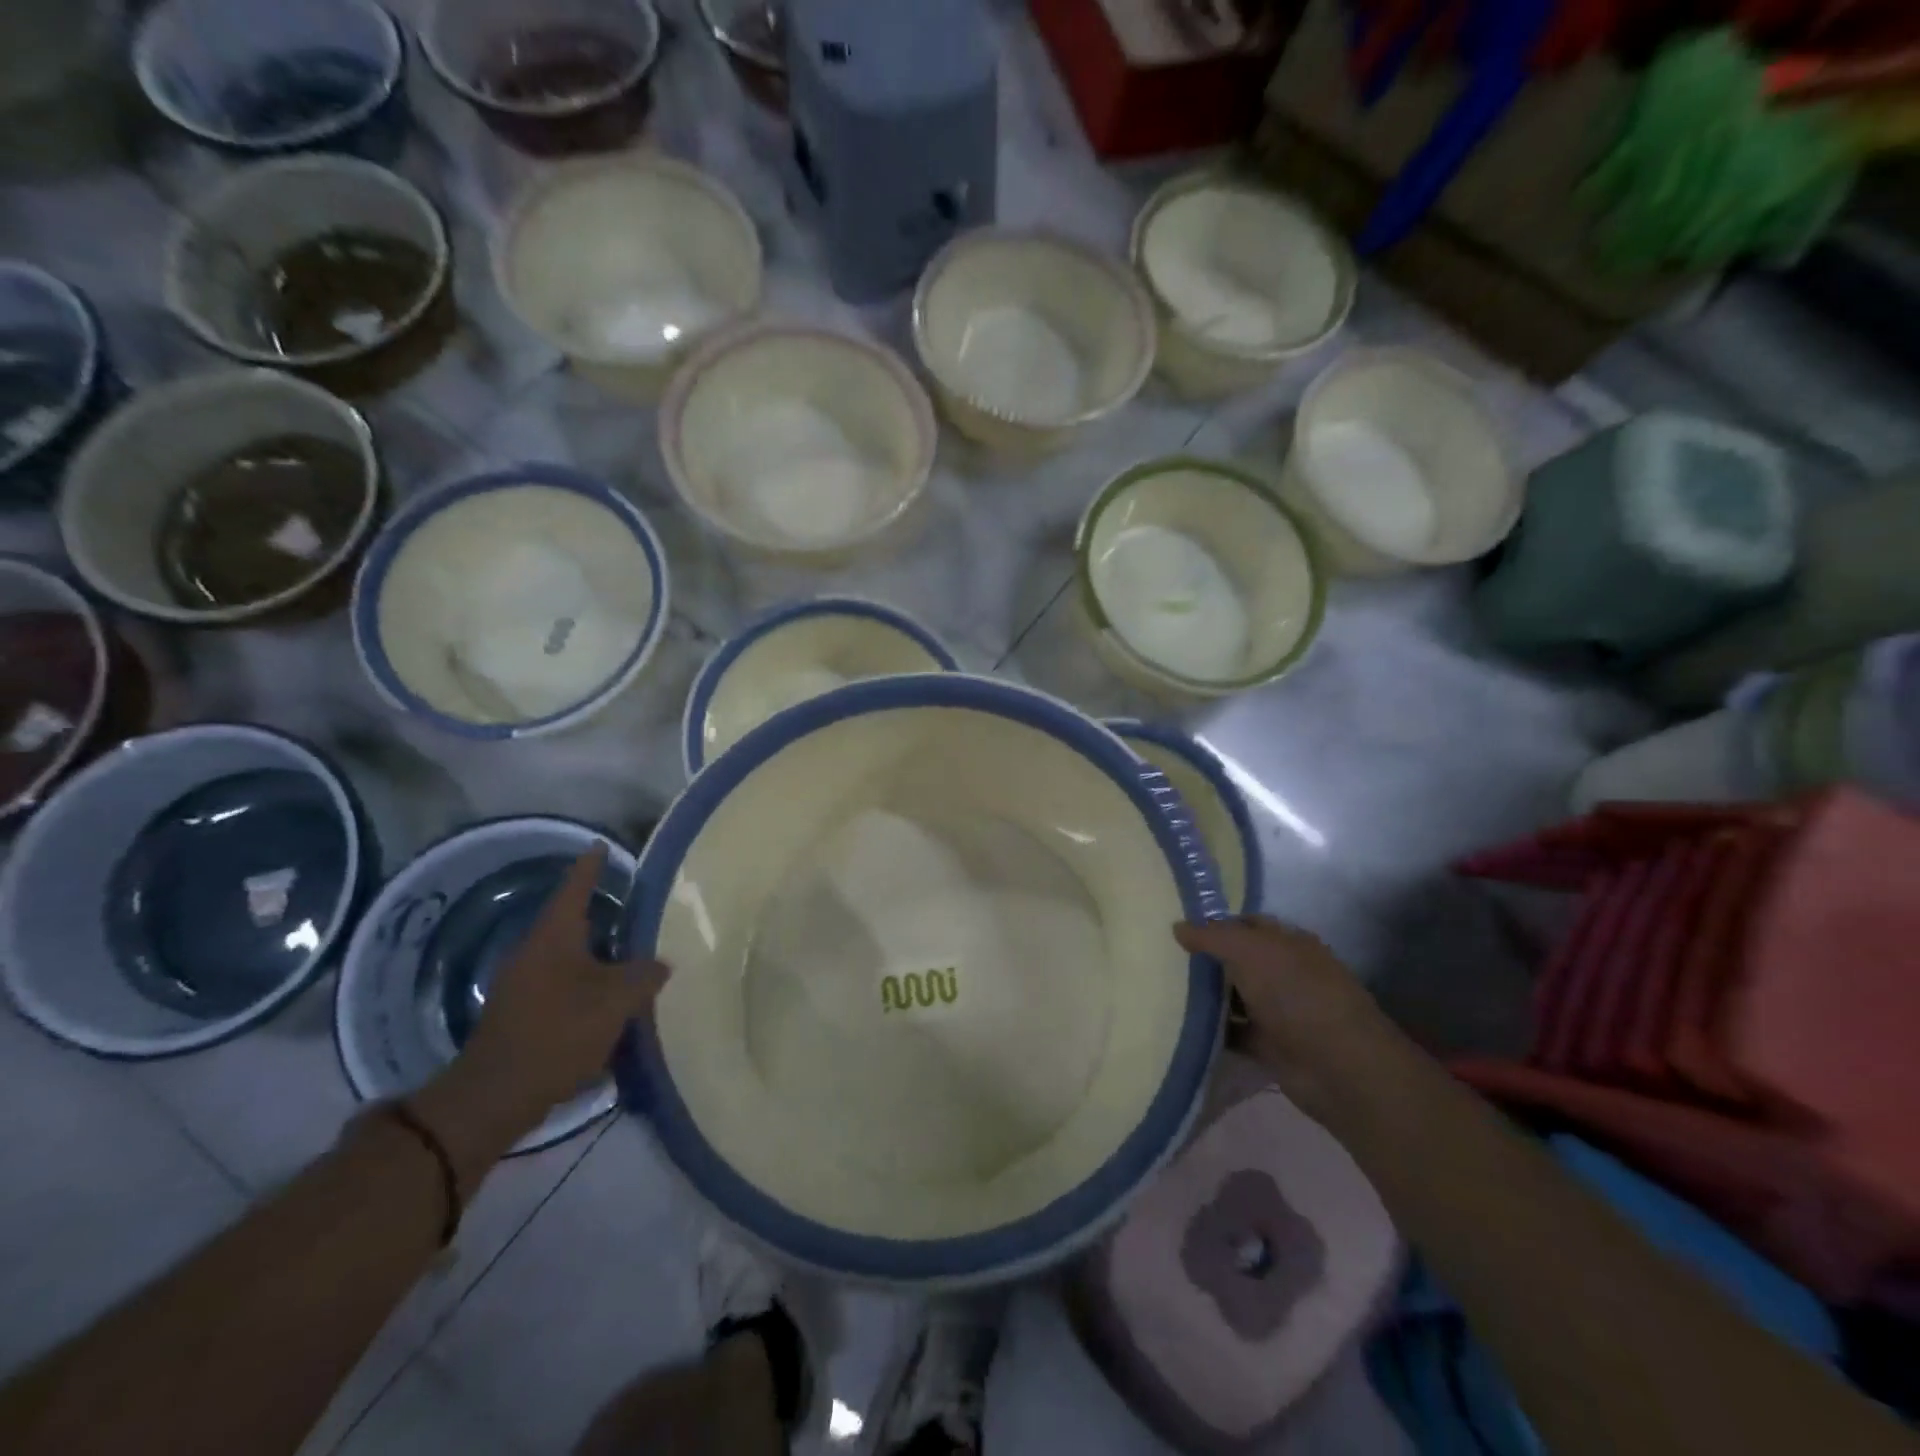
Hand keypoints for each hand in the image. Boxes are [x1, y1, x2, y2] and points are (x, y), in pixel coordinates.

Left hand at [433, 845, 668, 1153]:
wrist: (495, 1096)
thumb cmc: (558, 1033)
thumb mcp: (616, 1000)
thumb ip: (644, 975)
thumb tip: (659, 964)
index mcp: (554, 937)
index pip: (575, 888)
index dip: (592, 867)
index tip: (602, 846)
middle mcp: (534, 952)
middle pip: (571, 923)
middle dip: (602, 915)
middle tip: (636, 909)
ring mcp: (523, 984)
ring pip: (568, 957)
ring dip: (597, 955)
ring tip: (632, 957)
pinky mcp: (522, 1014)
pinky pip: (562, 985)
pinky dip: (587, 984)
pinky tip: (609, 1000)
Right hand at [1175, 915, 1398, 1113]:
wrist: (1338, 1067)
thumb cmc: (1296, 994)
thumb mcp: (1248, 951)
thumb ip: (1211, 936)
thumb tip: (1177, 927)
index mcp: (1289, 943)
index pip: (1247, 924)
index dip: (1215, 924)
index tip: (1178, 930)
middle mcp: (1286, 973)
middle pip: (1238, 960)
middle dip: (1206, 961)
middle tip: (1162, 959)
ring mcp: (1280, 1011)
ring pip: (1235, 996)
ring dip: (1206, 997)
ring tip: (1163, 991)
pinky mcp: (1271, 1046)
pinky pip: (1234, 1032)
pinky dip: (1213, 1031)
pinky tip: (1181, 1026)